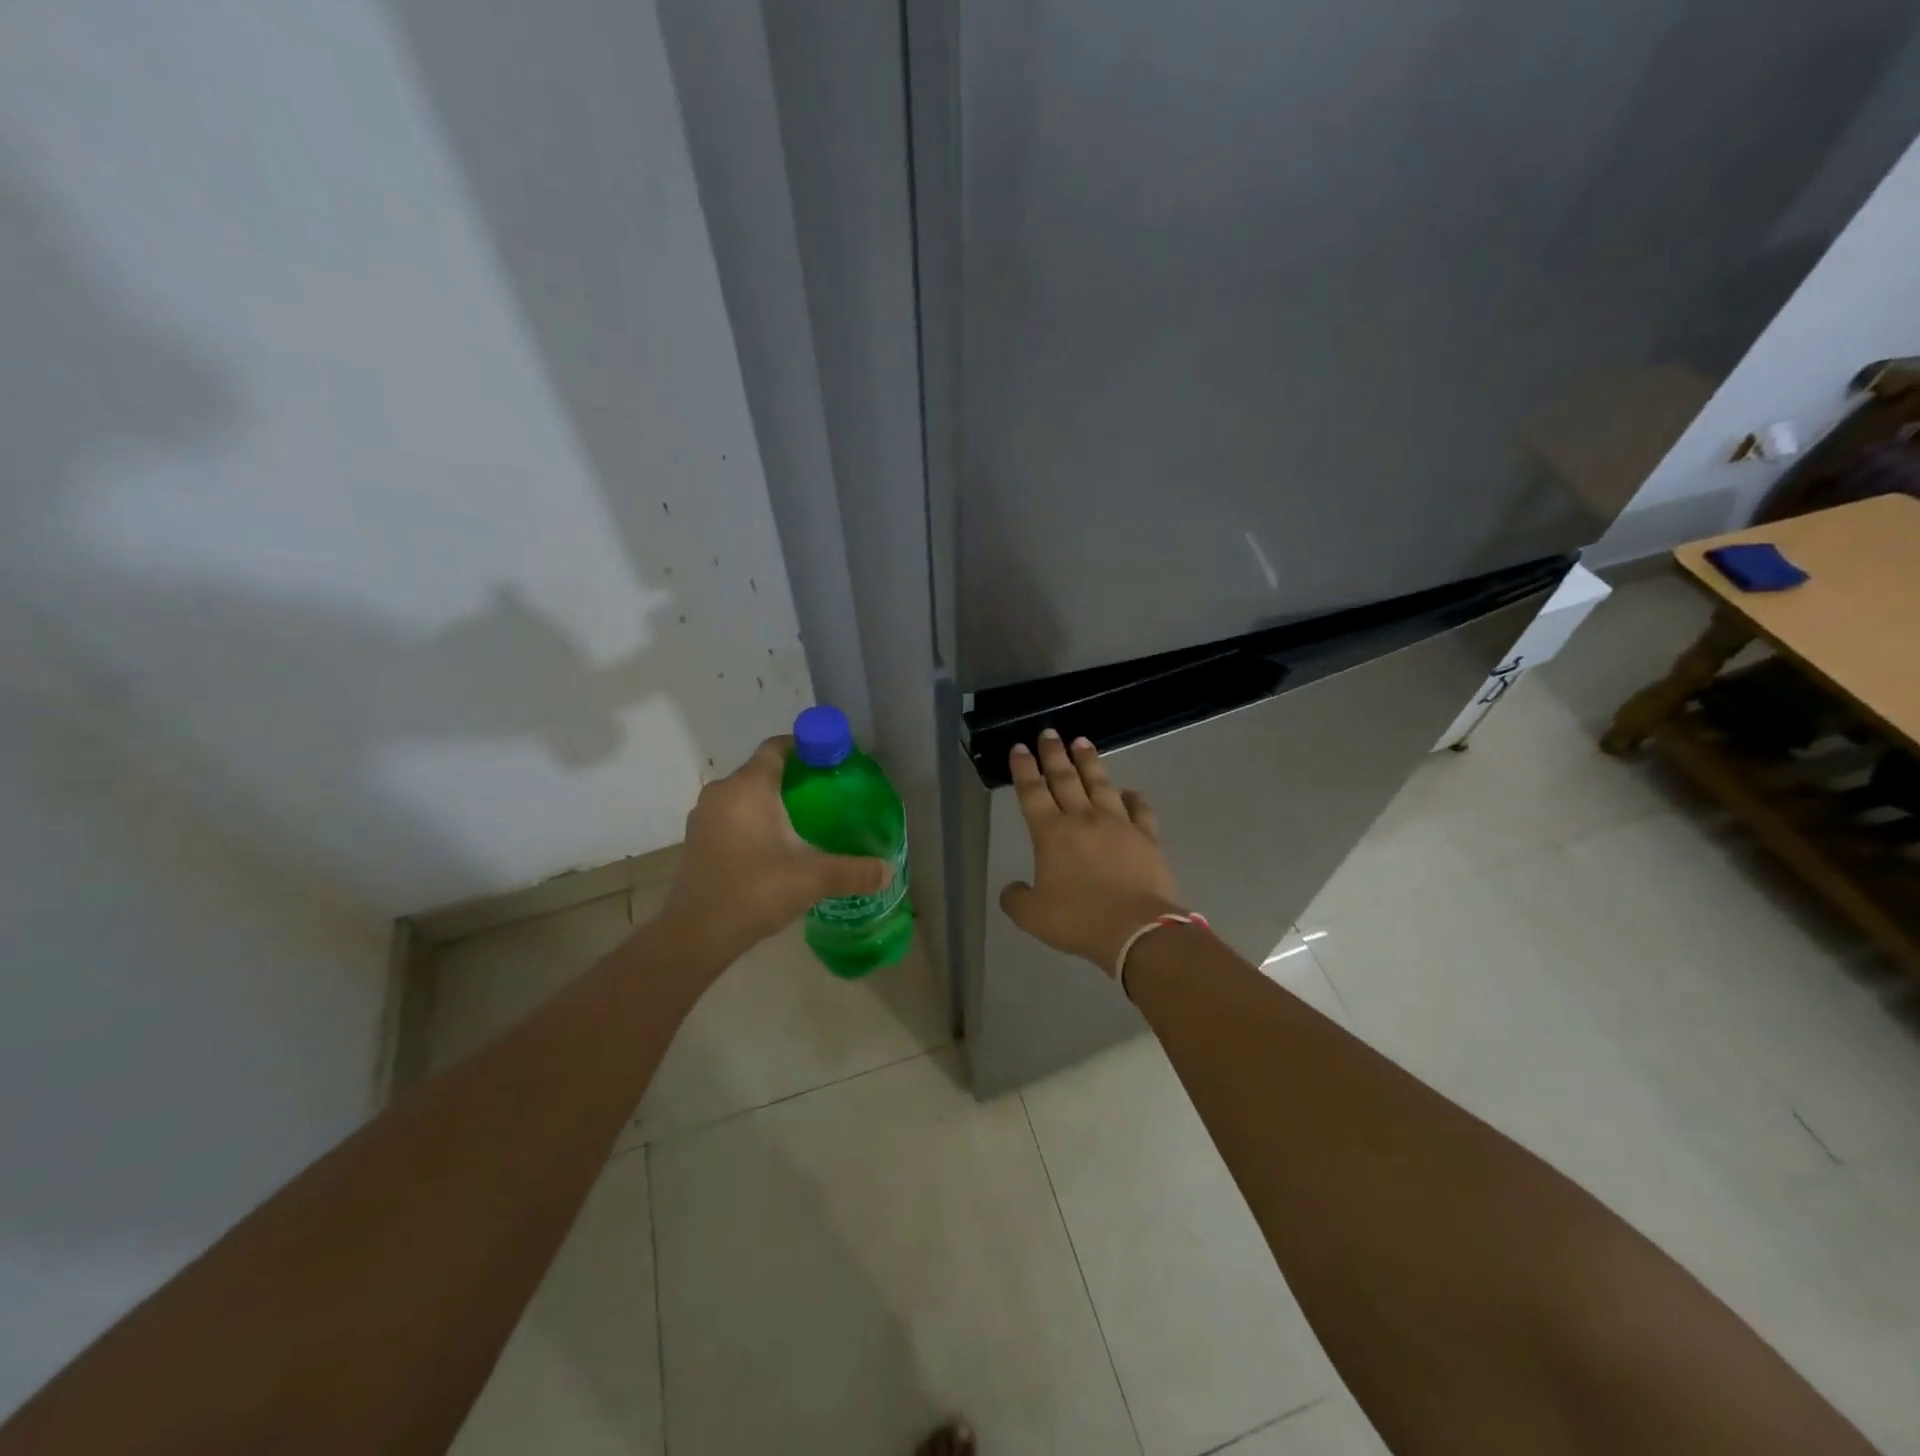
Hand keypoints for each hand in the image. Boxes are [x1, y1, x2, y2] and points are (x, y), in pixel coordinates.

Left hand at [654, 736, 892, 966]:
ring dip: (771, 800)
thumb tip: (887, 871)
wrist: (696, 933)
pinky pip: (731, 815)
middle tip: (826, 795)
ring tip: (804, 821)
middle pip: (762, 770)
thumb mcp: (814, 878)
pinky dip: (753, 820)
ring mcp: (704, 816)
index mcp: (749, 787)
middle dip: (794, 778)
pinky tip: (774, 846)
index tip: (831, 761)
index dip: (805, 747)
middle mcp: (722, 792)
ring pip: (745, 794)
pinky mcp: (697, 839)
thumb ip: (854, 871)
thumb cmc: (756, 890)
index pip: (777, 747)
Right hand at [999, 730, 1183, 975]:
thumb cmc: (1079, 921)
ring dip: (1089, 762)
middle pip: (1065, 779)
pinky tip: (1128, 791)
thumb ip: (1017, 899)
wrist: (1137, 930)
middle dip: (1053, 754)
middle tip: (1048, 733)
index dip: (1024, 769)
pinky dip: (1133, 797)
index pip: (1032, 792)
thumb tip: (1012, 888)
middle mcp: (1083, 820)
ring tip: (1082, 742)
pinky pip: (1139, 809)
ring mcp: (1118, 825)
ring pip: (1100, 784)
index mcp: (1051, 834)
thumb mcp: (1033, 917)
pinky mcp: (1146, 837)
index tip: (1019, 748)